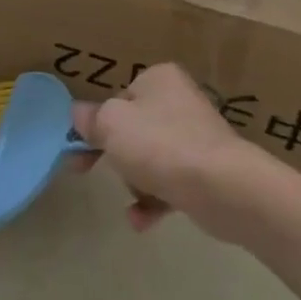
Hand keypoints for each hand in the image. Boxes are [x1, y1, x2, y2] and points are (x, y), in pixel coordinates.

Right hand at [72, 64, 269, 242]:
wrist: (221, 186)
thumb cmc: (159, 145)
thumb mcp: (110, 125)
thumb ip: (90, 118)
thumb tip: (79, 114)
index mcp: (159, 79)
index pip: (118, 98)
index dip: (96, 123)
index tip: (78, 148)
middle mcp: (180, 101)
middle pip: (133, 129)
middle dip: (114, 155)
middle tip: (87, 171)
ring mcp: (197, 136)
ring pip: (151, 158)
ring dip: (135, 181)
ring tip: (134, 198)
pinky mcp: (208, 170)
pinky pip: (171, 183)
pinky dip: (154, 200)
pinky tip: (142, 220)